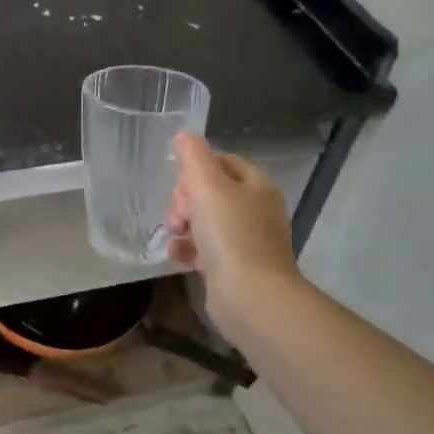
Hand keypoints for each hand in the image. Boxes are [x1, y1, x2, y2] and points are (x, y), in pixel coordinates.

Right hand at [165, 133, 299, 331]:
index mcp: (256, 185)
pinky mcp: (233, 267)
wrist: (251, 297)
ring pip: (203, 220)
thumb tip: (183, 136)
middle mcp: (255, 210)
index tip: (182, 185)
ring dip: (182, 224)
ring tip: (176, 236)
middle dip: (185, 200)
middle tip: (180, 217)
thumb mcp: (207, 184)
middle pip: (209, 190)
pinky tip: (178, 255)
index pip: (221, 161)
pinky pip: (203, 248)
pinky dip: (188, 248)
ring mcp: (245, 240)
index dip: (195, 170)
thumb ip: (193, 156)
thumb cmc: (231, 234)